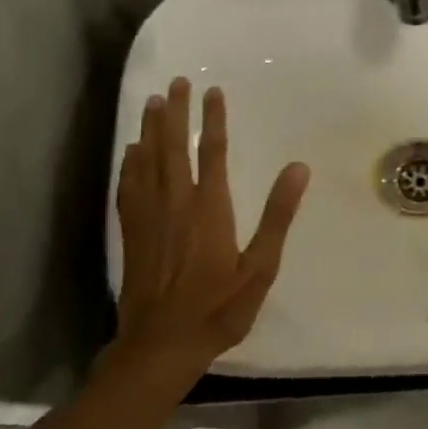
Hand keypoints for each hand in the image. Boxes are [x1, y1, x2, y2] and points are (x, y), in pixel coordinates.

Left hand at [110, 78, 309, 390]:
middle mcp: (176, 203)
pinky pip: (129, 185)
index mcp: (209, 208)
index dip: (214, 119)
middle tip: (176, 83)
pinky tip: (131, 151)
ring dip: (150, 129)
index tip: (213, 91)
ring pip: (147, 161)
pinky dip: (130, 162)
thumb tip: (298, 168)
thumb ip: (278, 216)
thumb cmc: (218, 308)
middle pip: (173, 147)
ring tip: (152, 102)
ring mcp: (149, 217)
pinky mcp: (132, 232)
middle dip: (175, 113)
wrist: (161, 345)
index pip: (213, 152)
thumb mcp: (260, 267)